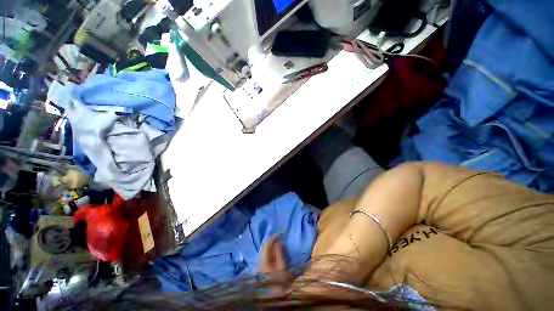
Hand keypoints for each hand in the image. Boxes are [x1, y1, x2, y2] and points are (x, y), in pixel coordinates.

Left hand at [259, 235, 291, 293]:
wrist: (270, 297)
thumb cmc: (278, 283)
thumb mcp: (281, 268)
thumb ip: (280, 254)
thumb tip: (279, 242)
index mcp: (264, 259)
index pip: (267, 243)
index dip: (274, 236)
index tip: (282, 233)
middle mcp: (260, 259)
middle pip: (265, 245)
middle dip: (273, 240)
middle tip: (281, 238)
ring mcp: (260, 263)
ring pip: (265, 249)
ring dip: (272, 245)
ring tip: (280, 244)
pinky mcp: (261, 266)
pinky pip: (266, 254)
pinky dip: (271, 250)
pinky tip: (276, 252)